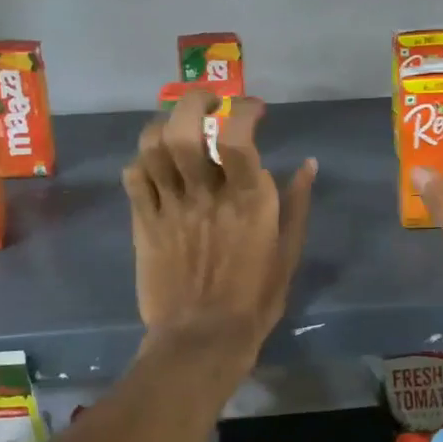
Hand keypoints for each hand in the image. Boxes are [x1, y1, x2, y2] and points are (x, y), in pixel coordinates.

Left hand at [123, 87, 317, 362]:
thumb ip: (298, 204)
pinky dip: (142, 160)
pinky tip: (156, 163)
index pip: (239, 136)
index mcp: (247, 201)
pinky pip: (134, 177)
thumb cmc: (254, 299)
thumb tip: (308, 164)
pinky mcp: (144, 223)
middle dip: (194, 102)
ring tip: (177, 124)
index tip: (254, 108)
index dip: (245, 110)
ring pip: (153, 146)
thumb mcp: (289, 252)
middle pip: (186, 130)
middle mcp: (206, 195)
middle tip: (209, 101)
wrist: (201, 340)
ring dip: (164, 124)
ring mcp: (170, 207)